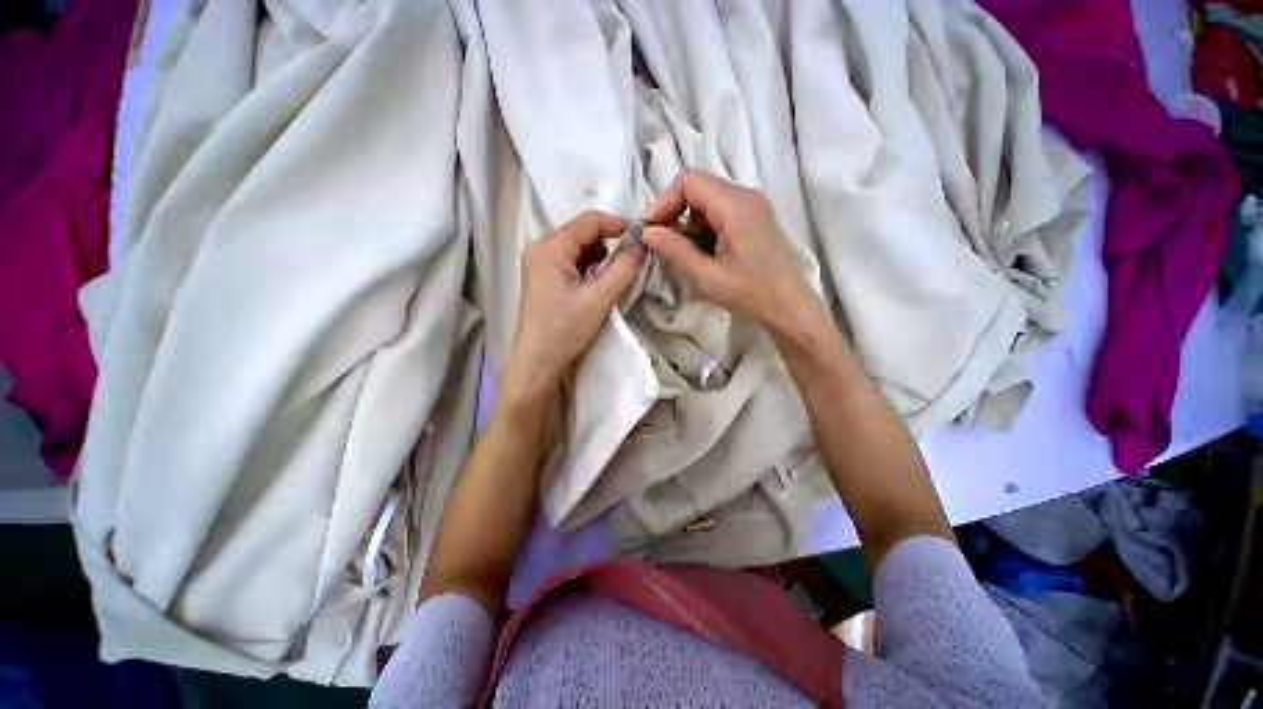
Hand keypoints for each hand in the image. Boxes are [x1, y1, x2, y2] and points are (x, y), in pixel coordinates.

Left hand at [503, 210, 643, 403]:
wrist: (538, 363)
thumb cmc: (565, 330)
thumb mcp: (599, 298)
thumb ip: (624, 268)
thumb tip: (641, 245)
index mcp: (550, 247)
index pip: (589, 220)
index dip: (617, 224)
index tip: (640, 238)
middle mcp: (540, 248)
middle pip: (581, 232)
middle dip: (608, 242)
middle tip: (631, 258)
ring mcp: (539, 263)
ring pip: (577, 247)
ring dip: (599, 255)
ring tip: (615, 273)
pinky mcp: (542, 278)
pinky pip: (570, 261)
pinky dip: (588, 266)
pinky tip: (597, 282)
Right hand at [641, 171, 817, 333]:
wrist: (789, 306)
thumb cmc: (750, 294)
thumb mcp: (706, 277)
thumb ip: (675, 251)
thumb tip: (648, 232)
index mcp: (735, 206)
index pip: (688, 182)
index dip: (664, 202)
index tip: (651, 230)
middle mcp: (746, 196)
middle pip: (698, 187)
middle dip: (675, 213)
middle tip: (664, 243)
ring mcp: (754, 205)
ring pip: (708, 199)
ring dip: (690, 222)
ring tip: (686, 253)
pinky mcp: (756, 217)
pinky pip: (721, 210)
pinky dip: (705, 227)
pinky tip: (705, 252)